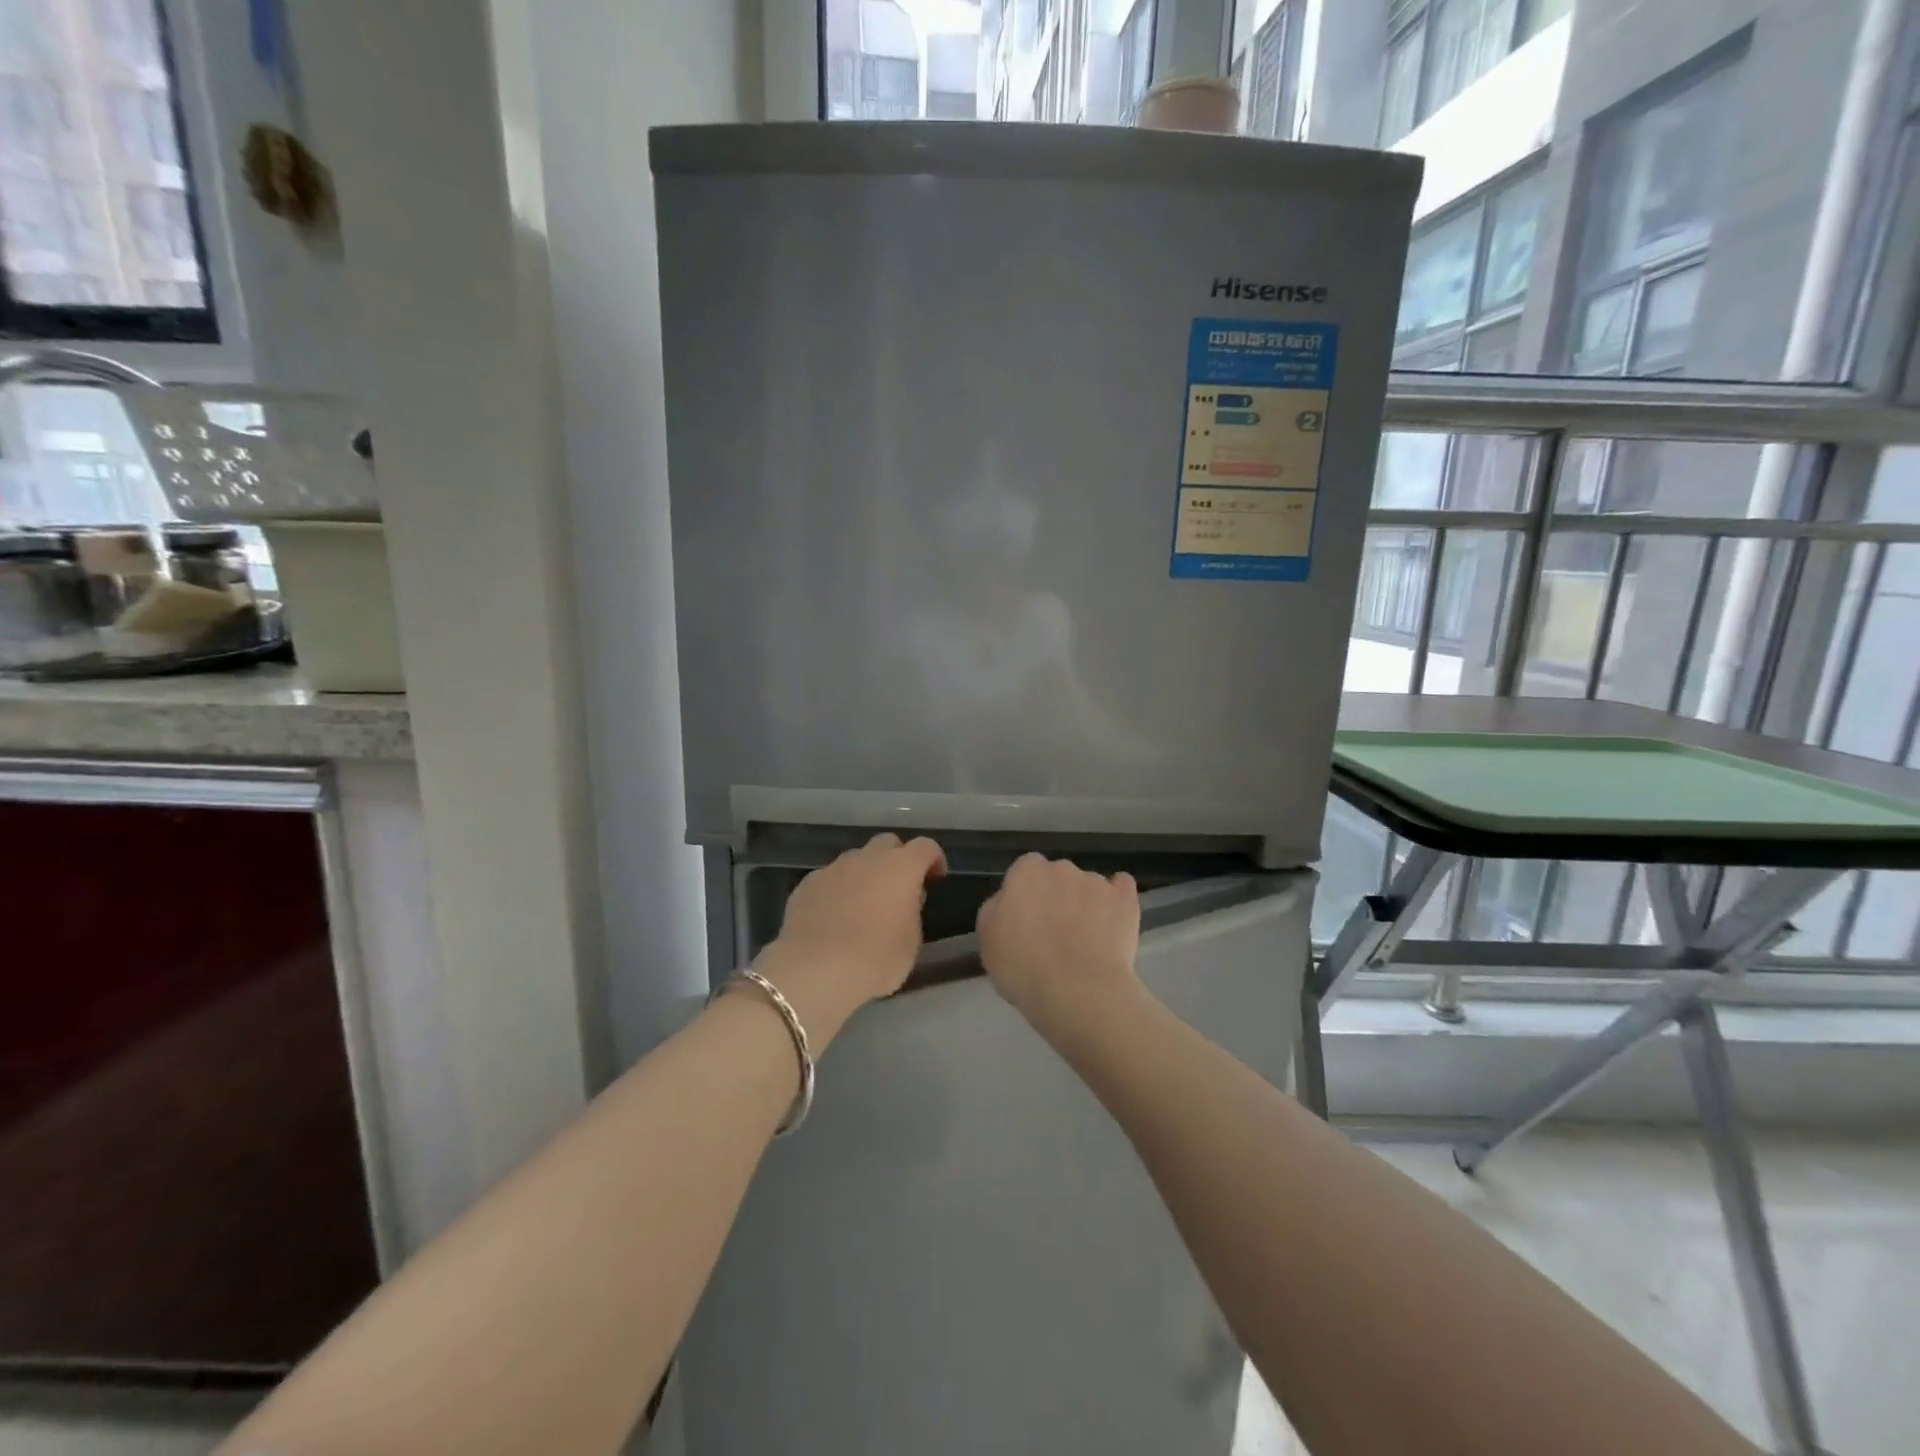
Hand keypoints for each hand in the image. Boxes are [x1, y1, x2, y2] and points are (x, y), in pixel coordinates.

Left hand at [755, 834, 946, 1041]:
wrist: (815, 970)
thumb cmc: (875, 959)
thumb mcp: (911, 943)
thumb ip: (912, 913)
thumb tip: (905, 900)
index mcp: (900, 867)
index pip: (925, 847)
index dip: (934, 859)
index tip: (935, 879)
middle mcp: (866, 858)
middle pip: (887, 843)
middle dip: (897, 859)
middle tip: (898, 889)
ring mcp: (833, 868)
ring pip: (856, 859)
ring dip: (865, 874)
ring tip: (863, 905)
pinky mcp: (806, 884)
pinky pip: (830, 879)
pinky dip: (838, 890)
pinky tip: (834, 917)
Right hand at [977, 854, 1141, 1045]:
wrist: (1078, 992)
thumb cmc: (1023, 968)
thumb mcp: (987, 941)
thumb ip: (995, 910)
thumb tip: (1007, 901)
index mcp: (1026, 873)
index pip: (1024, 870)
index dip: (1026, 895)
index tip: (1026, 921)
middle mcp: (1062, 868)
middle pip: (1058, 876)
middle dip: (1057, 896)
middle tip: (1054, 933)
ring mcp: (1097, 882)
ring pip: (1088, 885)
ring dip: (1086, 904)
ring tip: (1087, 941)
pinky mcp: (1125, 900)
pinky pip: (1121, 888)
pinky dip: (1117, 900)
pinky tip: (1113, 921)